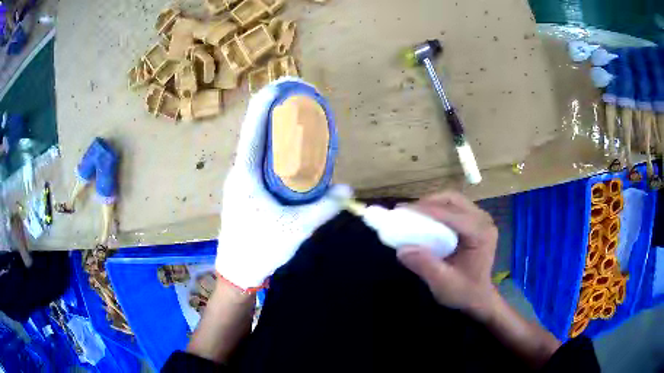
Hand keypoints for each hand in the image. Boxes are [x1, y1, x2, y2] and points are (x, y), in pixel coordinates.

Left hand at [216, 78, 350, 290]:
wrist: (236, 271)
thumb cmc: (261, 248)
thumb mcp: (297, 228)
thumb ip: (324, 207)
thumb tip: (348, 189)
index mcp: (246, 174)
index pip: (254, 127)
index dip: (267, 101)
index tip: (285, 84)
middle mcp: (238, 171)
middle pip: (254, 130)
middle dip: (273, 109)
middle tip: (299, 98)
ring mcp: (238, 180)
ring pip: (254, 145)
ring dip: (271, 127)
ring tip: (295, 117)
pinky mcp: (242, 190)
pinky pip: (256, 159)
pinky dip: (270, 146)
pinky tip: (286, 151)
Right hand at [397, 191, 498, 317]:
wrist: (478, 298)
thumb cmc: (464, 292)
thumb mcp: (443, 284)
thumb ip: (425, 266)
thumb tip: (402, 249)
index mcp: (480, 234)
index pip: (451, 214)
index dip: (425, 210)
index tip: (400, 211)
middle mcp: (483, 221)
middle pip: (453, 200)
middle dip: (428, 203)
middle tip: (406, 213)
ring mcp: (481, 219)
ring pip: (453, 200)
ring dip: (432, 204)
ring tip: (412, 215)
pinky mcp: (475, 221)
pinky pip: (454, 207)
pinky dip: (437, 209)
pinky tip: (426, 219)